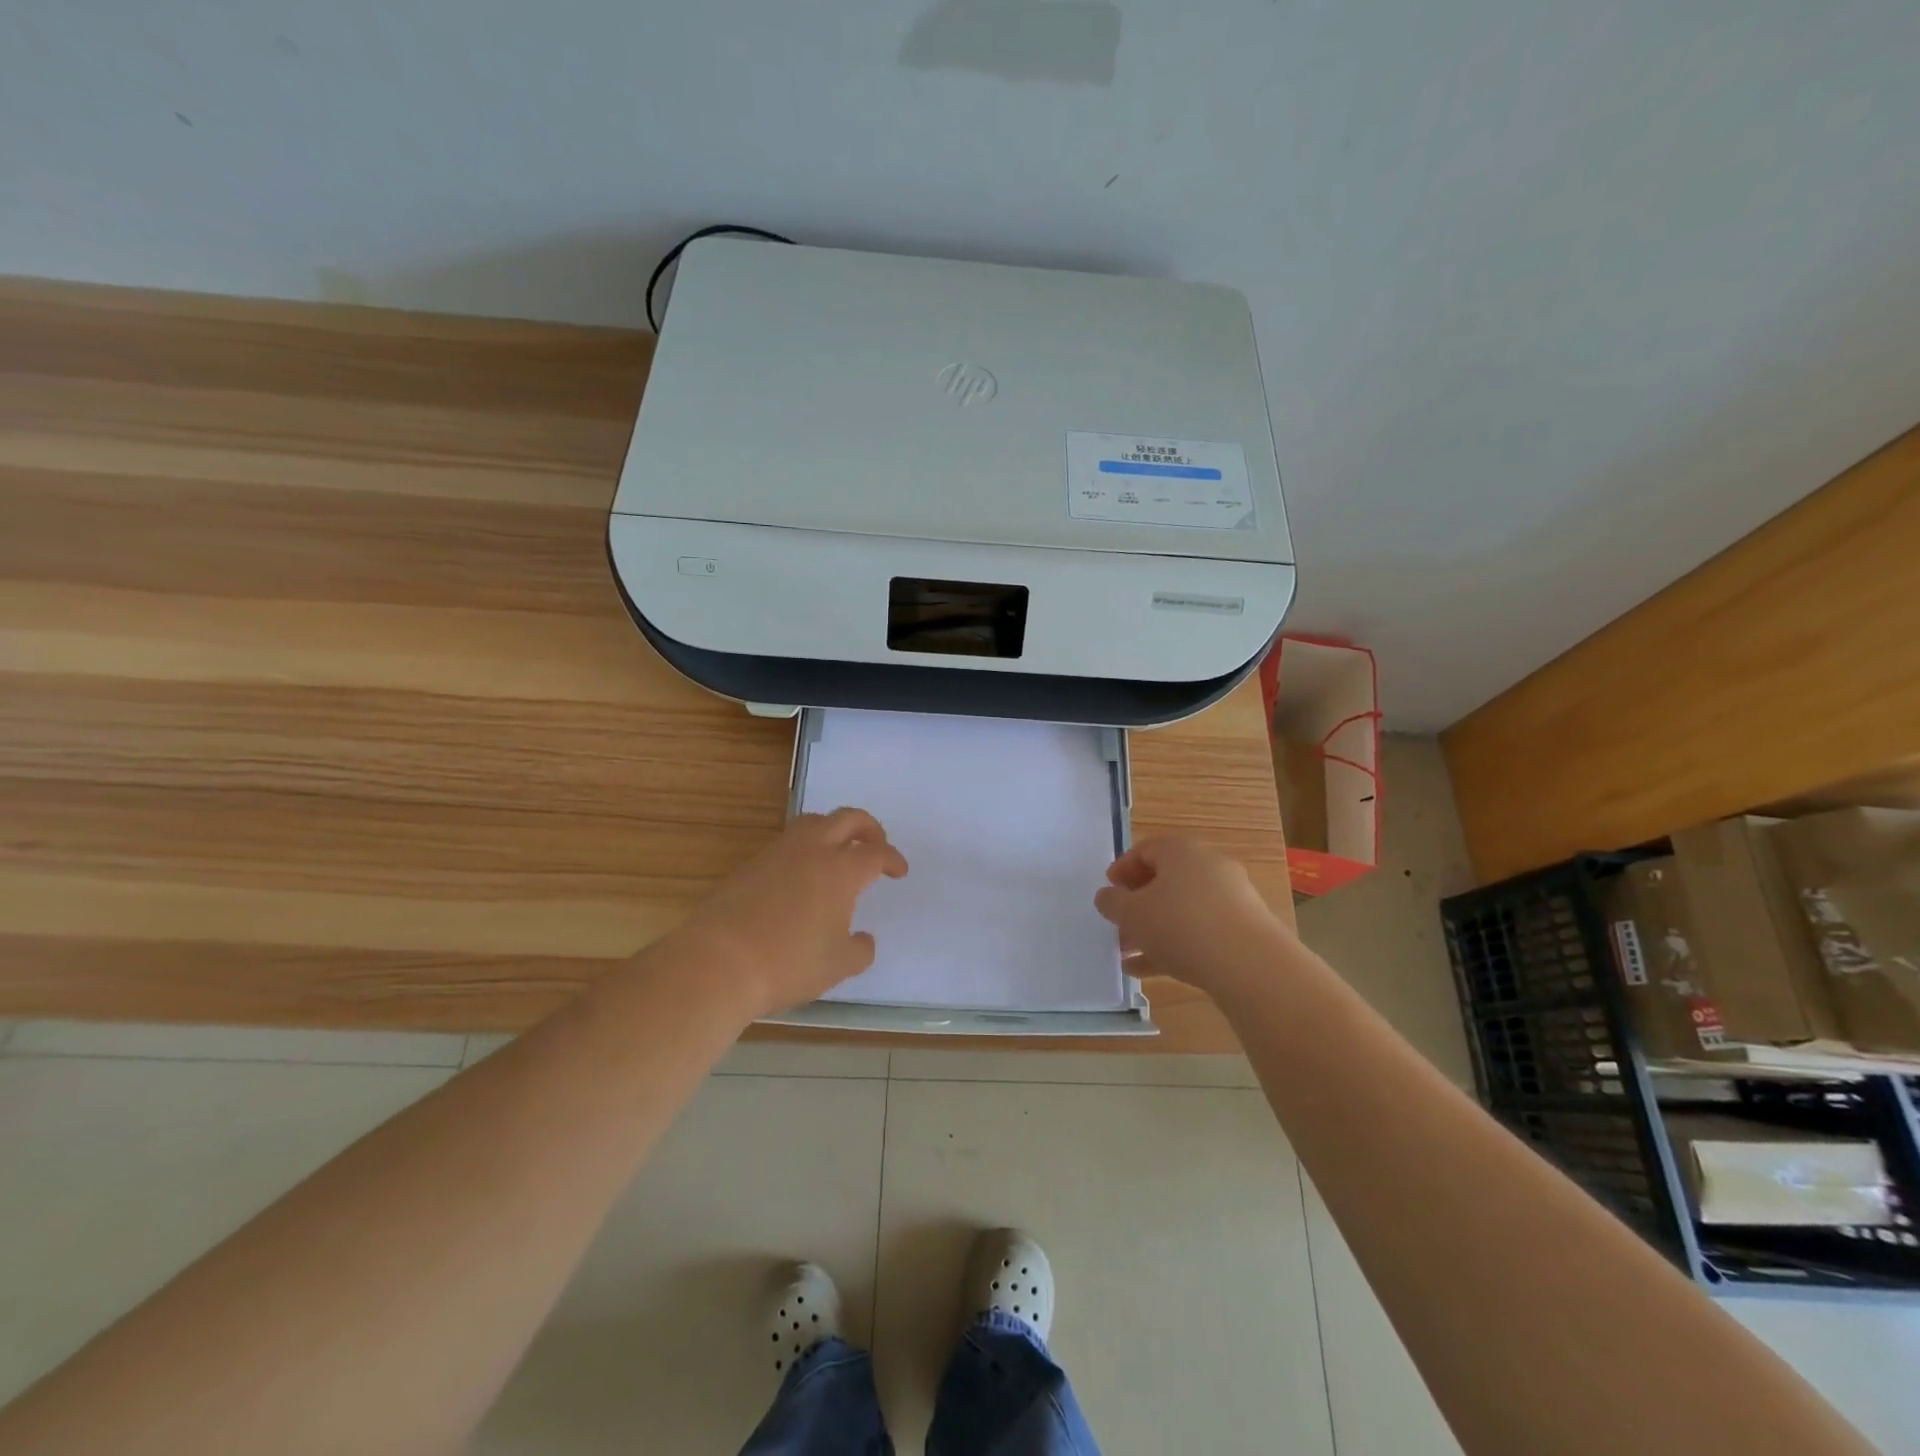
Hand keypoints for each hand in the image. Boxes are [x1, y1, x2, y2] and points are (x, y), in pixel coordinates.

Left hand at [667, 808, 908, 1021]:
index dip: (892, 859)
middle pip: (848, 819)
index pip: (876, 853)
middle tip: (876, 845)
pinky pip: (788, 842)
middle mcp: (812, 850)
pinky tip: (802, 873)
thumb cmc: (788, 963)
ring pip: (814, 822)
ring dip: (833, 829)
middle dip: (869, 827)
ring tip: (838, 851)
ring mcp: (778, 852)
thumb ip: (860, 950)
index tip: (899, 871)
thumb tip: (864, 939)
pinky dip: (805, 847)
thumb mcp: (838, 966)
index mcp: (841, 869)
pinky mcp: (751, 863)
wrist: (719, 961)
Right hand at [1093, 836, 1296, 1001]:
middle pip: (1166, 880)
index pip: (1146, 849)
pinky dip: (1177, 945)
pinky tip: (1153, 971)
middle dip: (1138, 904)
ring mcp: (1232, 897)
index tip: (1109, 892)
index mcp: (1181, 851)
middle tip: (1119, 926)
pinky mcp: (1244, 929)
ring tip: (1130, 955)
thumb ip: (1112, 902)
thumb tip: (1108, 896)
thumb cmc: (1180, 925)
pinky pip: (1202, 931)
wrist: (1250, 965)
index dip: (1122, 869)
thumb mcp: (1131, 914)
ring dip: (1155, 929)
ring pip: (1182, 909)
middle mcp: (1209, 866)